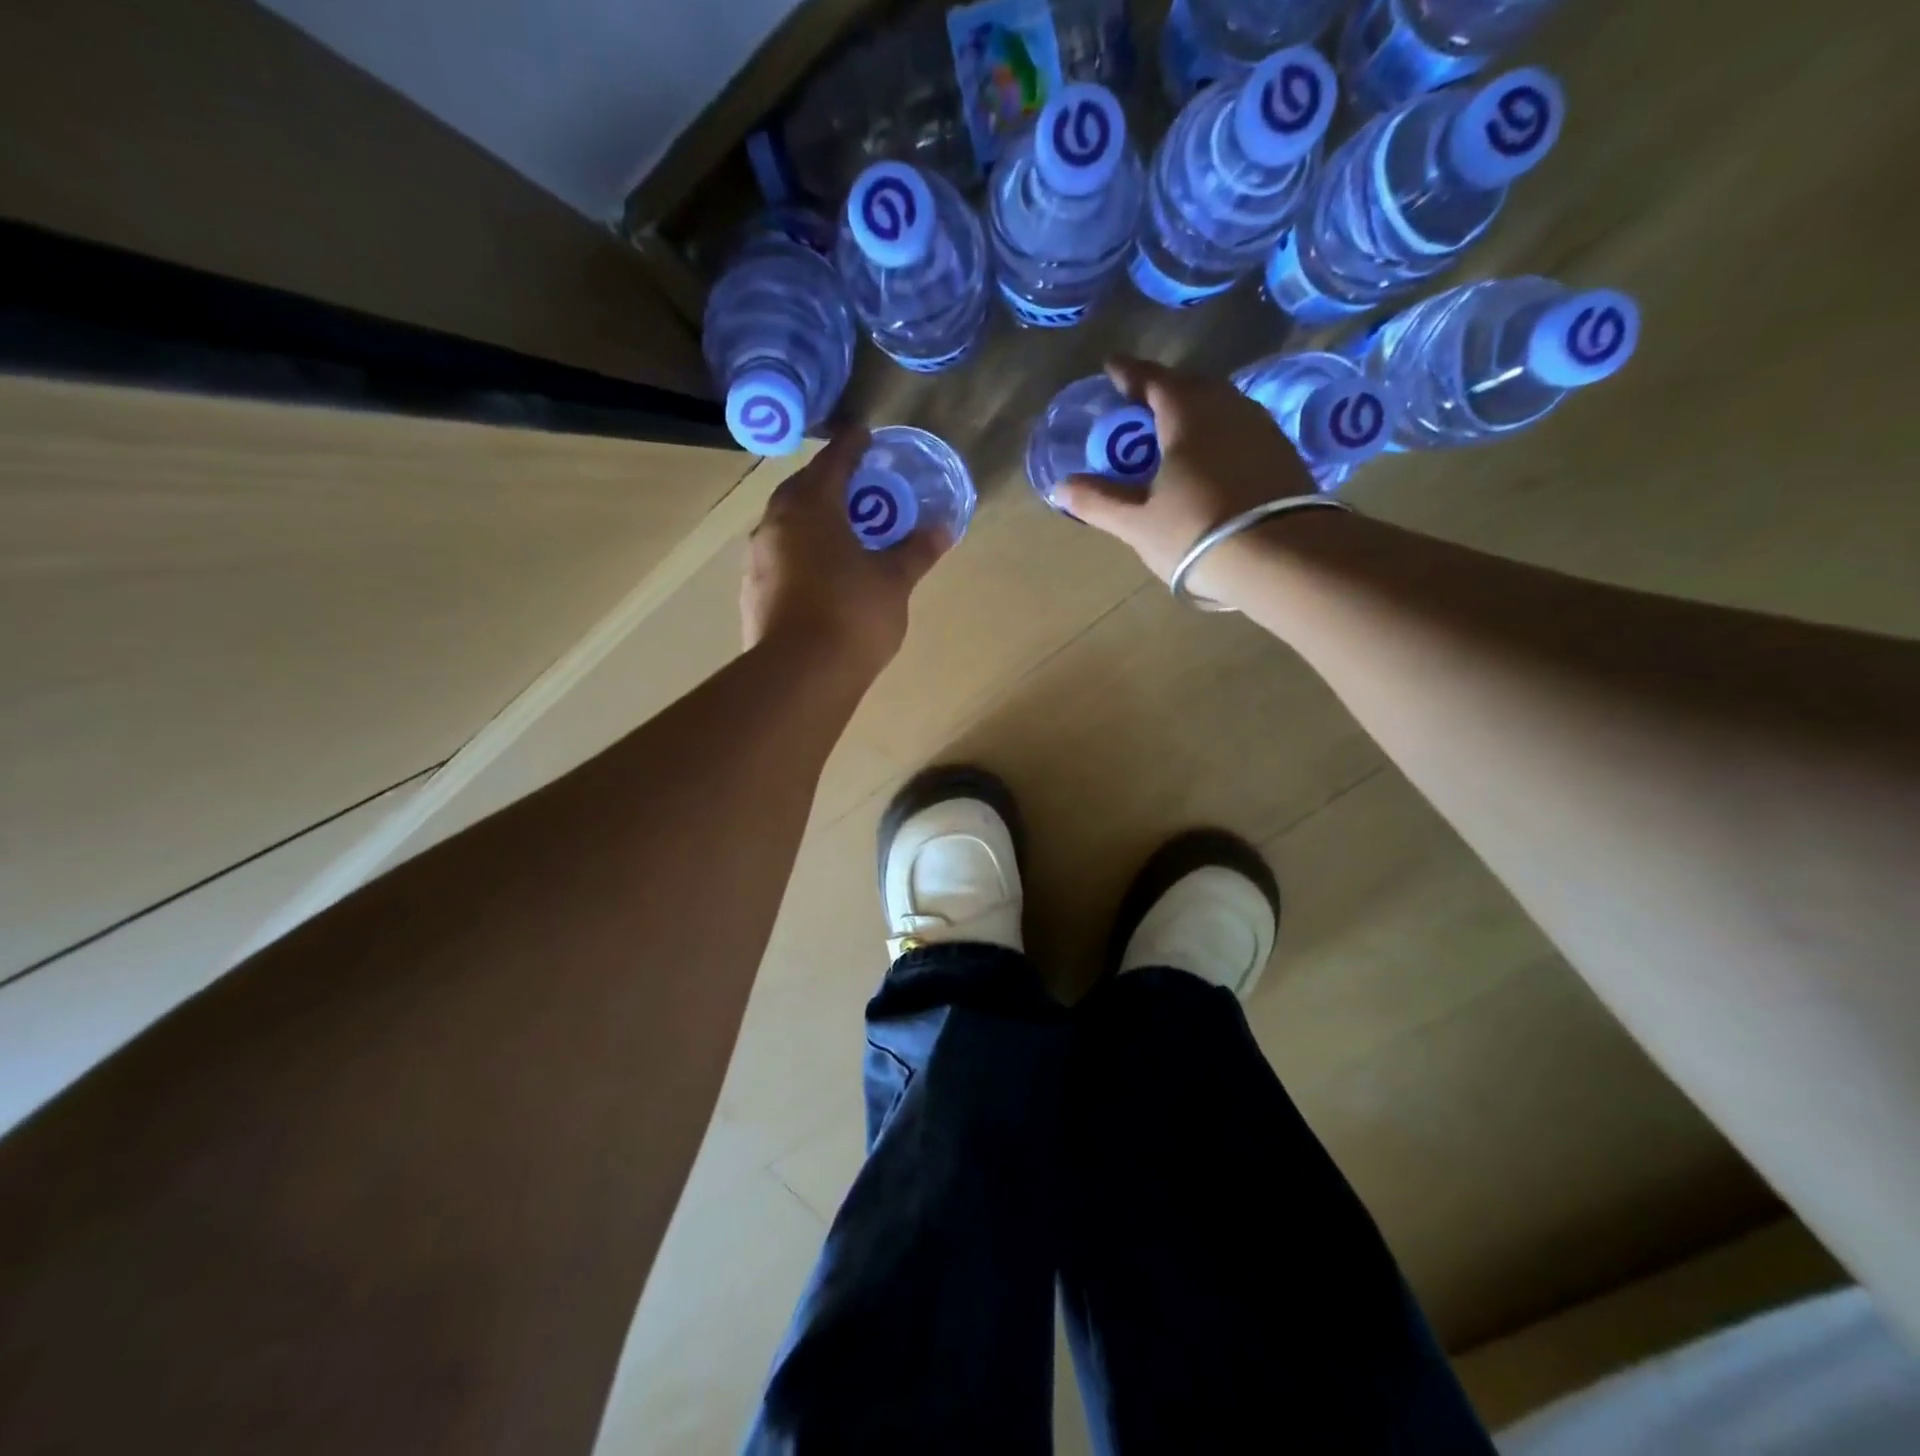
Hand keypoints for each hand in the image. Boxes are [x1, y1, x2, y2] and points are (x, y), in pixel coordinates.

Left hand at [741, 427, 948, 677]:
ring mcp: (758, 559)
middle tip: (856, 487)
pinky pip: (780, 557)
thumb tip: (943, 528)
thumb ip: (916, 551)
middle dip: (829, 483)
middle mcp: (775, 523)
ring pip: (786, 525)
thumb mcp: (894, 581)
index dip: (852, 446)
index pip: (834, 461)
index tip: (865, 434)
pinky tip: (817, 574)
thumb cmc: (853, 614)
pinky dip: (800, 553)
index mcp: (811, 506)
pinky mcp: (752, 592)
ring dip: (811, 520)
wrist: (800, 675)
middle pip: (803, 489)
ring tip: (838, 532)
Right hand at [1054, 355, 1315, 591]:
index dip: (1128, 372)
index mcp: (1187, 413)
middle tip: (1140, 404)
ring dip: (1193, 412)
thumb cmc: (1197, 532)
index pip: (1152, 379)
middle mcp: (1228, 407)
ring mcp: (1261, 429)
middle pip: (1190, 387)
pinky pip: (1240, 430)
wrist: (1284, 557)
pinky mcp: (1282, 454)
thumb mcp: (1138, 523)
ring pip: (1220, 407)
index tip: (1111, 367)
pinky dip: (1218, 435)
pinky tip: (1211, 459)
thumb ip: (1099, 501)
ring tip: (1174, 431)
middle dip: (1162, 390)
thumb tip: (1062, 487)